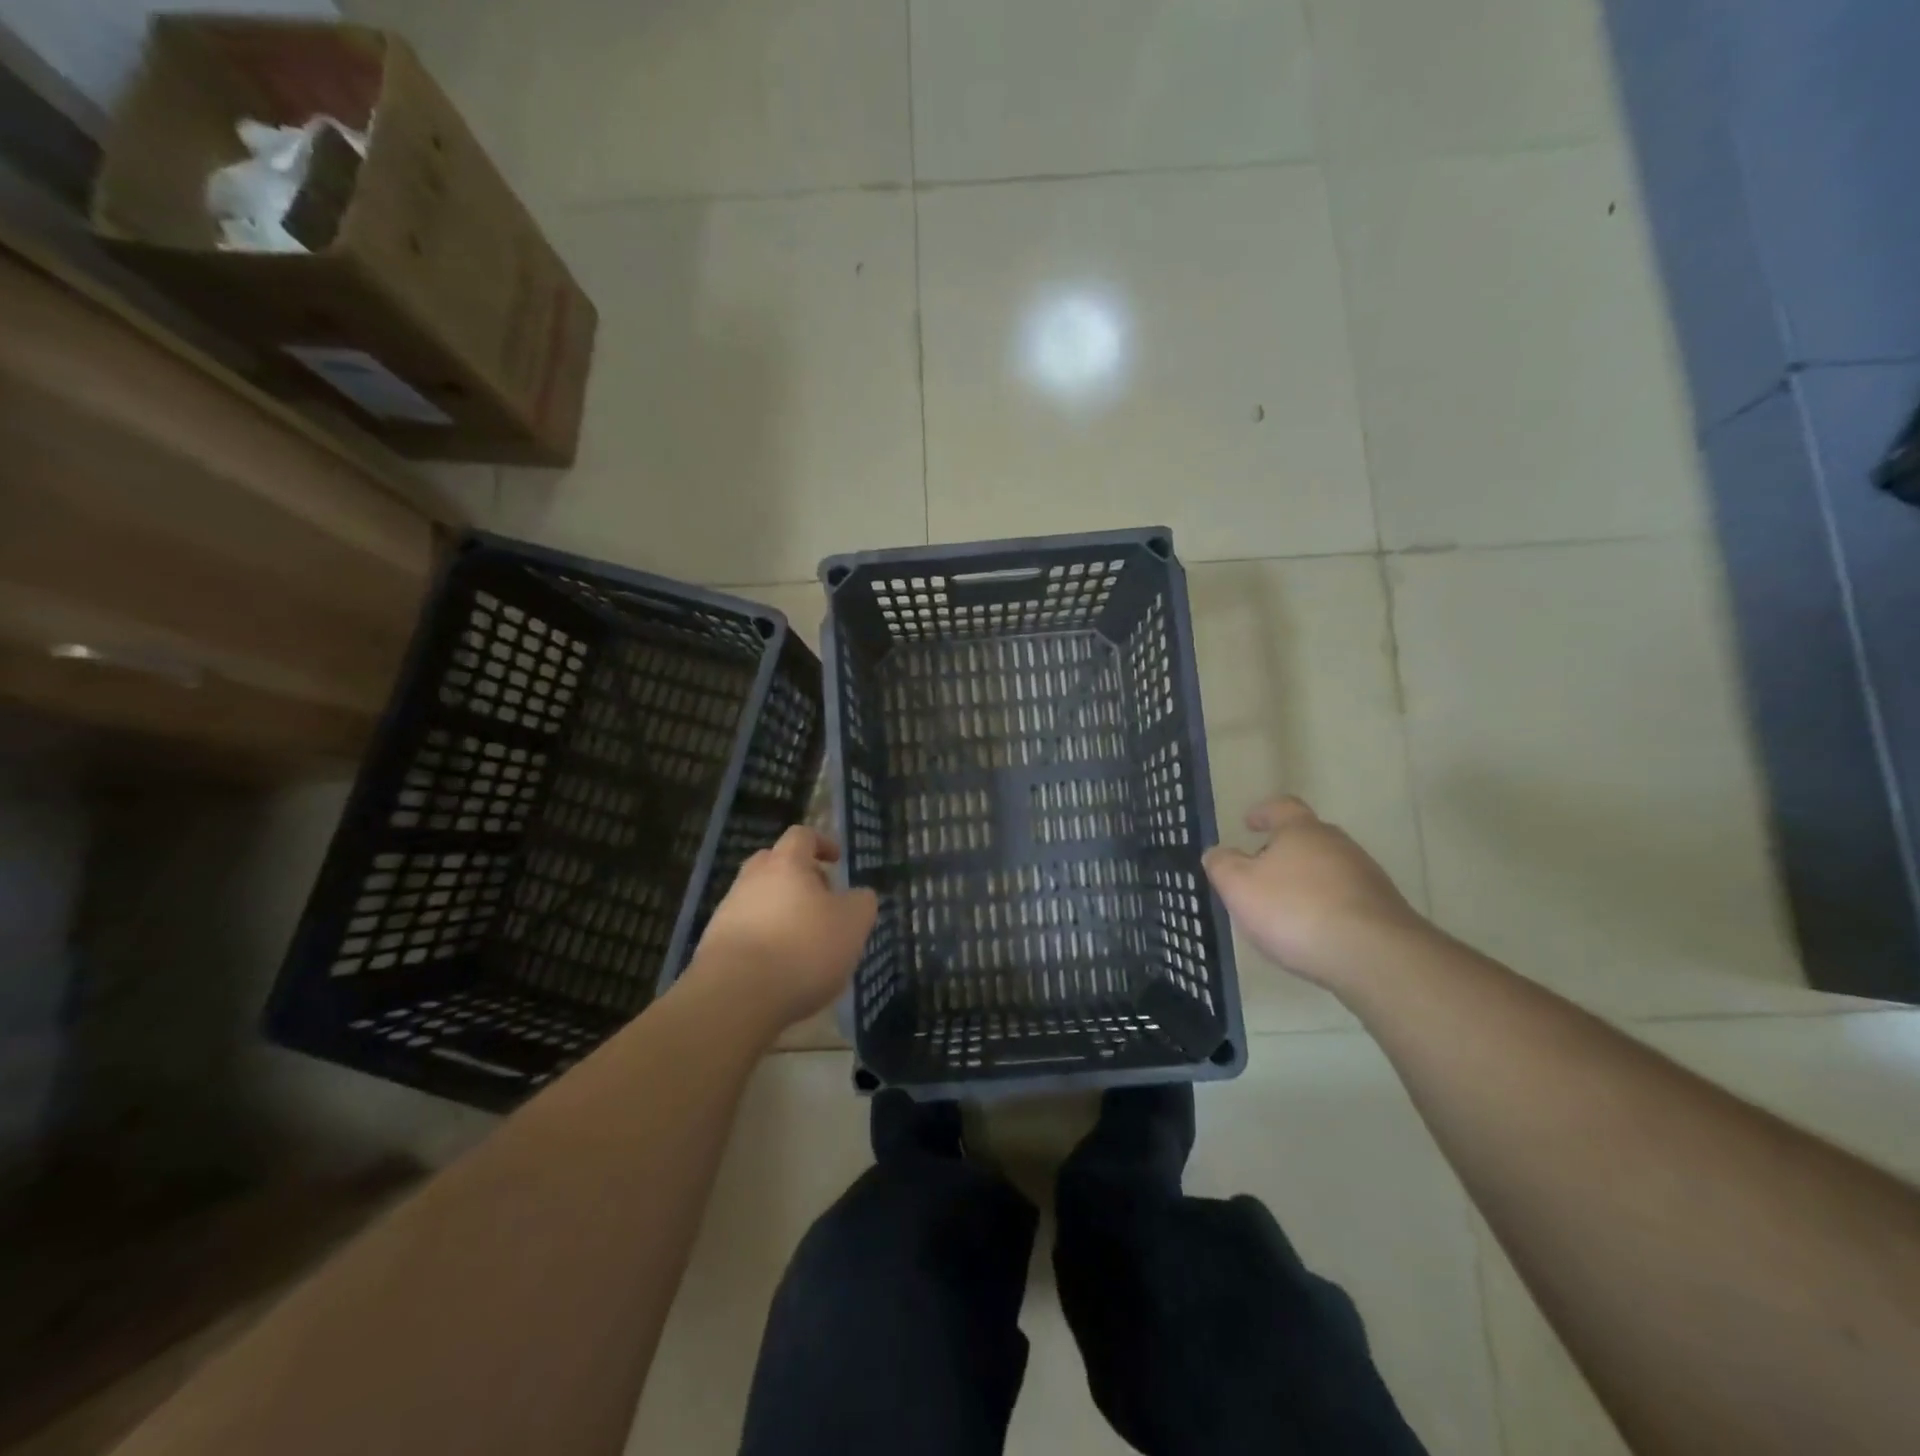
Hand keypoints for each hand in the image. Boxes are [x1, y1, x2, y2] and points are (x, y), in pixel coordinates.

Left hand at [684, 827, 878, 1033]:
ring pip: (759, 900)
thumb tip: (858, 896)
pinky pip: (746, 932)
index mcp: (786, 864)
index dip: (822, 843)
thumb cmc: (803, 949)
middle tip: (820, 900)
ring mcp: (727, 912)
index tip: (837, 860)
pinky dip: (765, 941)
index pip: (802, 836)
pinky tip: (781, 969)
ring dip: (781, 913)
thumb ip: (861, 903)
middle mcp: (751, 880)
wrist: (735, 997)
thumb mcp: (853, 924)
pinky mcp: (714, 946)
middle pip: (773, 864)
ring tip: (805, 943)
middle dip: (798, 877)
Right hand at [1203, 796, 1425, 989]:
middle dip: (1284, 851)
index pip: (1281, 807)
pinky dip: (1326, 906)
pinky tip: (1313, 931)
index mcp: (1301, 830)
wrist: (1374, 955)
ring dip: (1306, 881)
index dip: (1263, 812)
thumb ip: (1222, 865)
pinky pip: (1345, 898)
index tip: (1249, 822)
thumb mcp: (1239, 887)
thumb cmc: (1295, 910)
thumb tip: (1216, 852)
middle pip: (1308, 838)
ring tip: (1285, 908)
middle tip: (1260, 871)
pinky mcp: (1383, 909)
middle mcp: (1338, 844)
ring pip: (1328, 869)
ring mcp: (1366, 876)